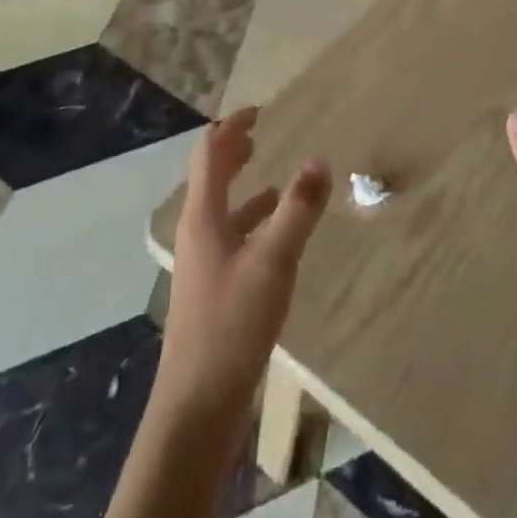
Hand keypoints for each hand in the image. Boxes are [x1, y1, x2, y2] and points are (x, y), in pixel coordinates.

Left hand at [158, 110, 331, 422]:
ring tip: (274, 179)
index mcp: (203, 217)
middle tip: (259, 133)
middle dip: (232, 152)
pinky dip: (252, 222)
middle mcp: (198, 233)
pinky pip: (232, 239)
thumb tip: (319, 159)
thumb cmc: (232, 324)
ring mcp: (203, 264)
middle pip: (210, 178)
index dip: (231, 128)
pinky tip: (275, 236)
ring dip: (243, 187)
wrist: (197, 407)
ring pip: (222, 210)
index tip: (258, 110)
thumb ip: (298, 209)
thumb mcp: (273, 261)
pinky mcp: (214, 290)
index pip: (209, 154)